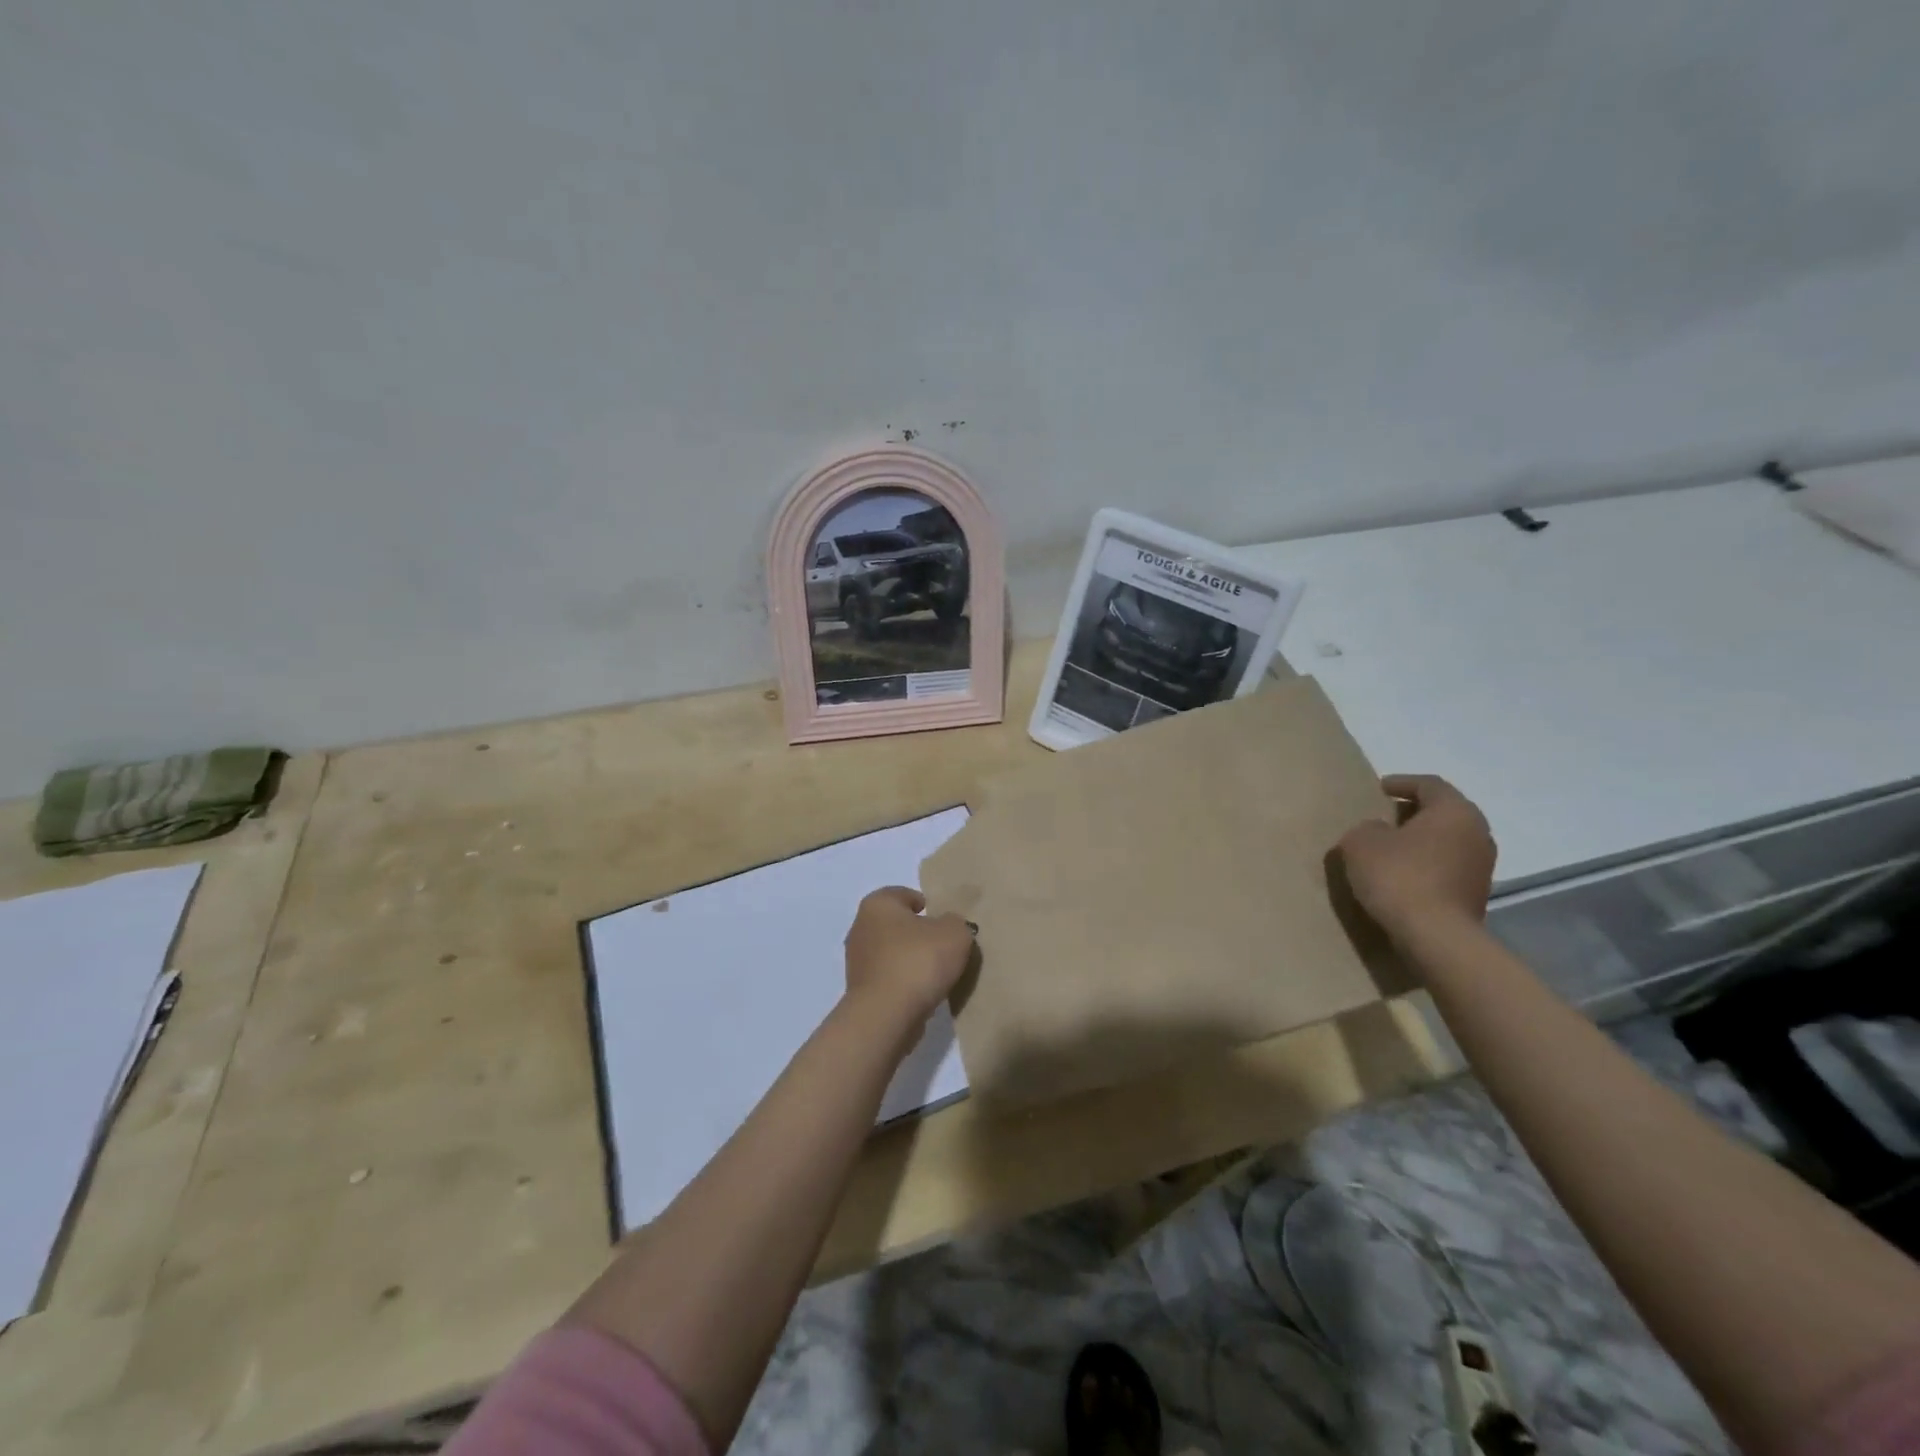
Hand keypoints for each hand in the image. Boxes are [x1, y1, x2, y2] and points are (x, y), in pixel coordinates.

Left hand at [843, 887, 975, 1026]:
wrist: (887, 1016)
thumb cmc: (918, 961)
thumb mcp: (955, 933)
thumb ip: (956, 923)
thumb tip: (948, 928)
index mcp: (878, 904)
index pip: (905, 895)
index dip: (927, 905)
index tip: (945, 921)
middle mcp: (861, 927)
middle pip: (897, 925)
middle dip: (919, 934)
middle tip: (945, 947)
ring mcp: (857, 961)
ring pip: (892, 953)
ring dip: (911, 961)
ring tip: (938, 974)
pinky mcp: (860, 991)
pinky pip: (889, 979)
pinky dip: (904, 983)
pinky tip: (923, 993)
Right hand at [1336, 774, 1496, 940]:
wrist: (1435, 936)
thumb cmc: (1398, 876)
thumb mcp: (1361, 842)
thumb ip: (1367, 828)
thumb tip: (1379, 831)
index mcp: (1454, 811)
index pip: (1429, 784)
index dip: (1402, 783)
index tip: (1379, 788)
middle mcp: (1478, 833)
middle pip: (1444, 812)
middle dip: (1414, 812)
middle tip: (1384, 816)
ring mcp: (1483, 866)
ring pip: (1448, 841)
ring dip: (1421, 841)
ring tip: (1391, 848)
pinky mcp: (1477, 894)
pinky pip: (1448, 867)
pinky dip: (1427, 865)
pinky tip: (1403, 875)